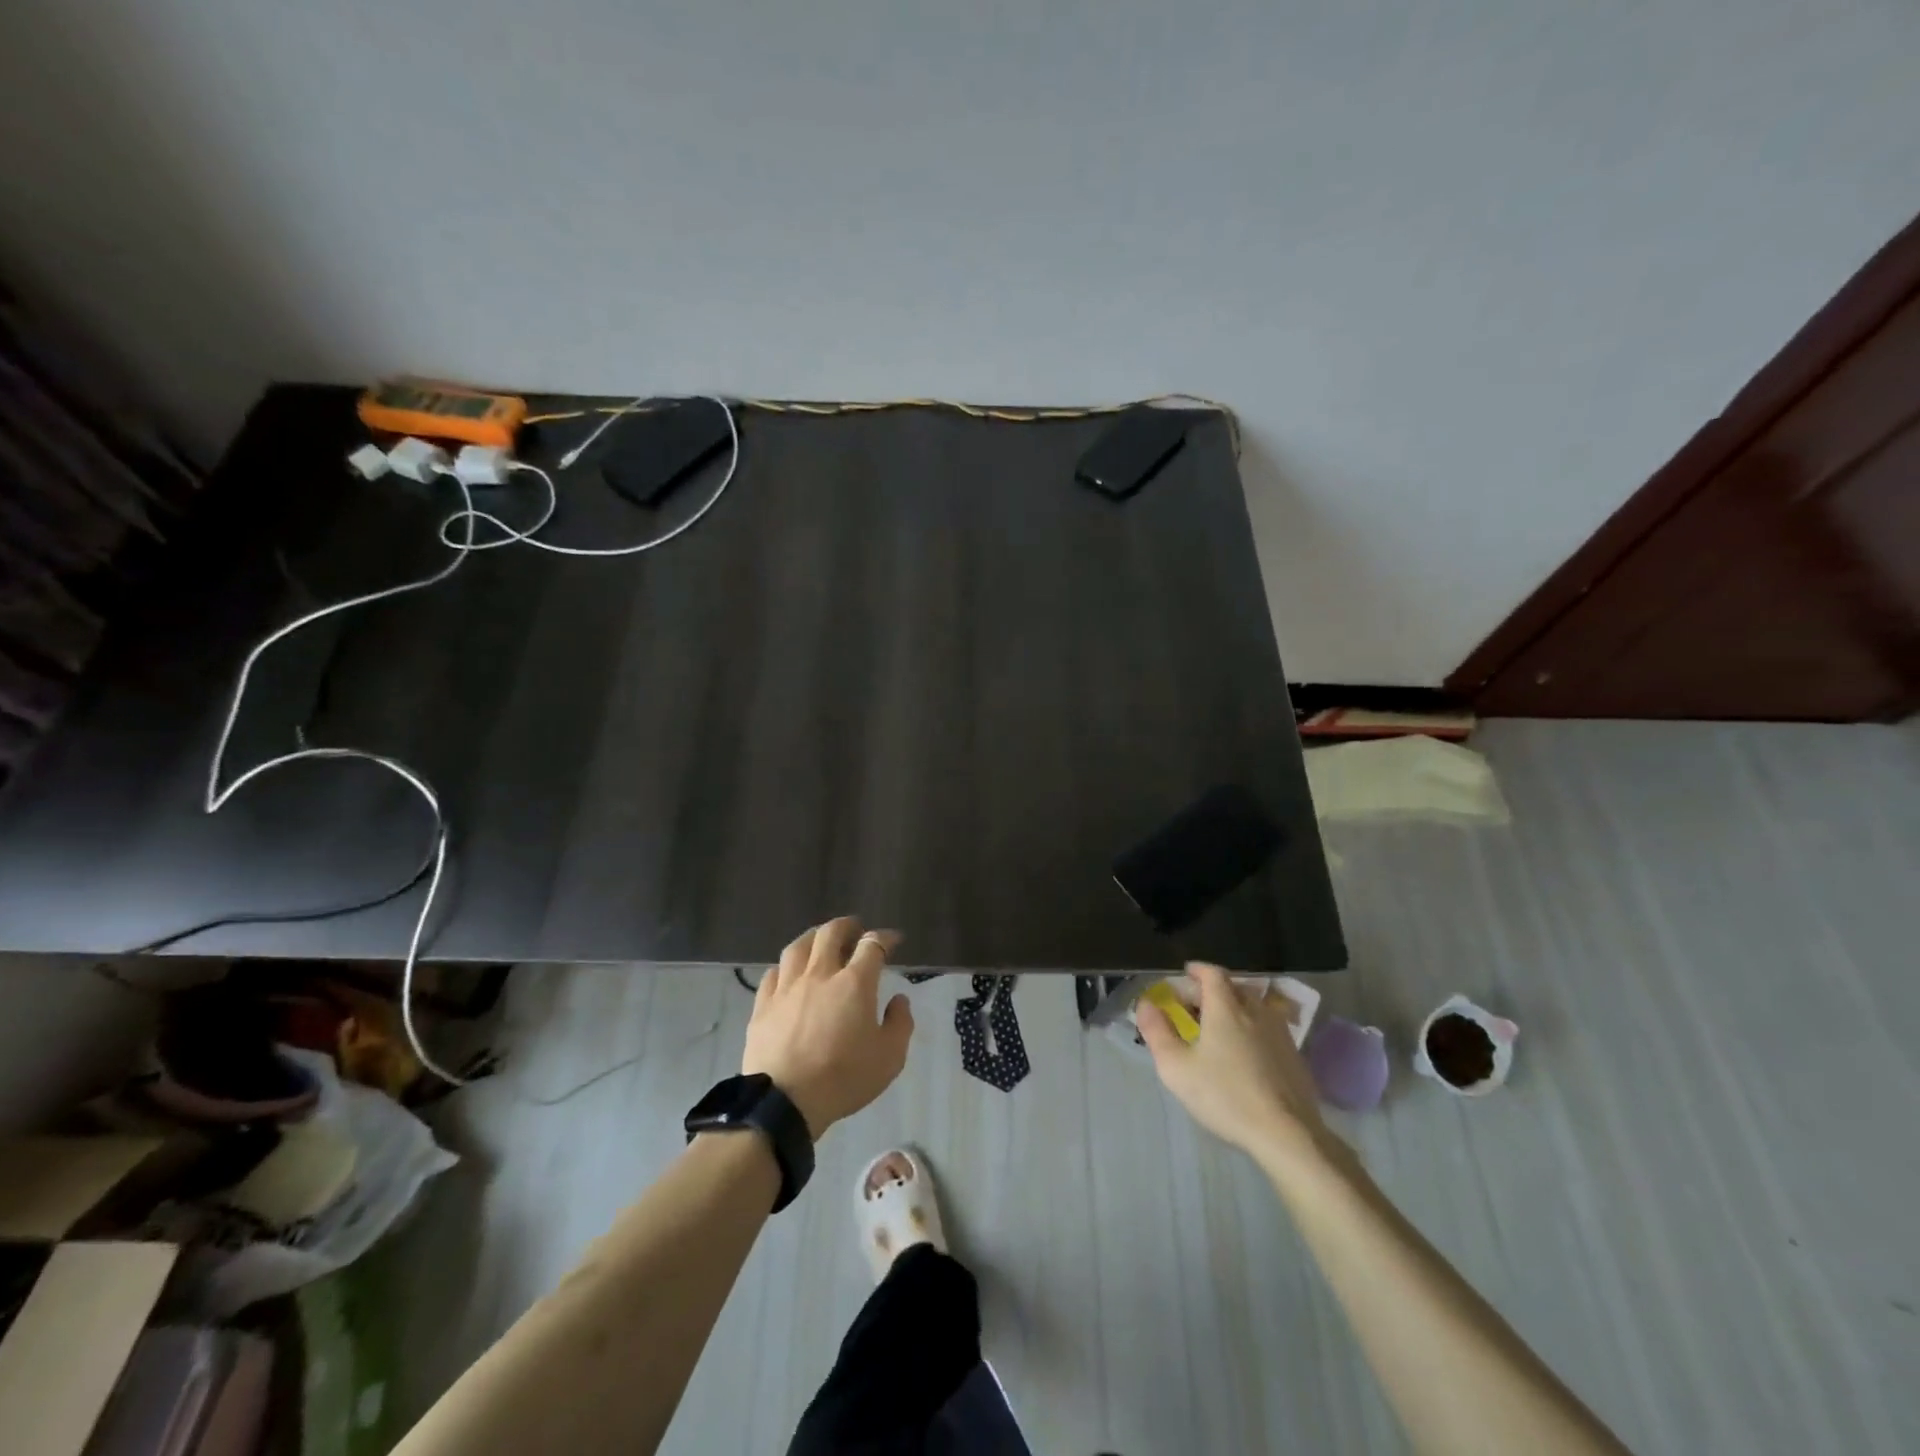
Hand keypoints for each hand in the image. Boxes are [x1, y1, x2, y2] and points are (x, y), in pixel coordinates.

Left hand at [742, 917, 914, 1138]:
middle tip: (855, 930)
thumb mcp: (889, 1058)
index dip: (885, 937)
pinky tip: (788, 972)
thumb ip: (900, 1024)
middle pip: (831, 933)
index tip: (893, 940)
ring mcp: (788, 987)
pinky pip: (773, 973)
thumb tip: (898, 1000)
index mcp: (854, 983)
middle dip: (847, 926)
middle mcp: (820, 974)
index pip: (872, 945)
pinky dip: (785, 966)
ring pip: (798, 946)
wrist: (785, 1101)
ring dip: (813, 937)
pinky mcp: (763, 1005)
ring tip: (820, 941)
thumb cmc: (843, 1078)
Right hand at [1137, 962, 1340, 1175]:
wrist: (1287, 1134)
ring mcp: (1280, 1033)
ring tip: (1220, 1027)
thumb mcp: (1177, 1067)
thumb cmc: (1225, 1095)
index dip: (1199, 970)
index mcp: (1226, 1008)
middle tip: (1196, 1005)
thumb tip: (1145, 1004)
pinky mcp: (1295, 1057)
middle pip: (1234, 988)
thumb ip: (1157, 1031)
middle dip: (1213, 990)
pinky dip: (1253, 1029)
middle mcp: (1255, 1012)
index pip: (1213, 974)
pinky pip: (1269, 1029)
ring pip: (1255, 1008)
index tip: (1186, 973)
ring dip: (1235, 1008)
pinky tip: (1246, 1053)